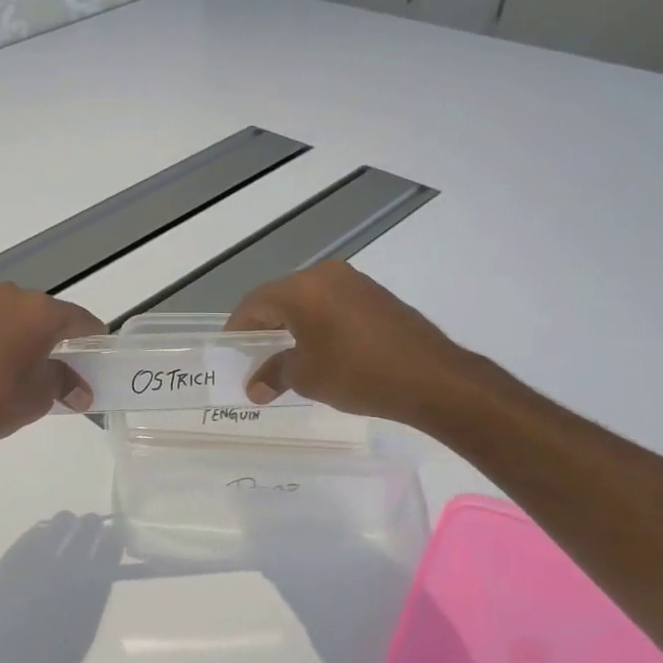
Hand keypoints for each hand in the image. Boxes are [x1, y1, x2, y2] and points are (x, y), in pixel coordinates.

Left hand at [0, 283, 104, 453]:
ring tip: (20, 360)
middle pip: (43, 311)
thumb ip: (64, 383)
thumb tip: (81, 391)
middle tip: (60, 358)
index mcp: (39, 312)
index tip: (98, 346)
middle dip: (54, 332)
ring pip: (10, 313)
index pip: (77, 318)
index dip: (92, 333)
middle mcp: (9, 297)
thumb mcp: (39, 396)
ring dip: (20, 331)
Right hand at [225, 260, 476, 427]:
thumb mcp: (307, 377)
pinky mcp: (375, 294)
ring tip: (287, 354)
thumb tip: (254, 387)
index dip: (238, 327)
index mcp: (300, 289)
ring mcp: (353, 281)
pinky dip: (318, 321)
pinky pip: (333, 303)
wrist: (431, 377)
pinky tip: (321, 348)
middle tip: (255, 354)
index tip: (231, 350)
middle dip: (264, 326)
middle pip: (280, 297)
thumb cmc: (357, 374)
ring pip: (308, 299)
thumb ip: (274, 374)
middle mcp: (324, 275)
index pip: (254, 303)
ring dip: (293, 324)